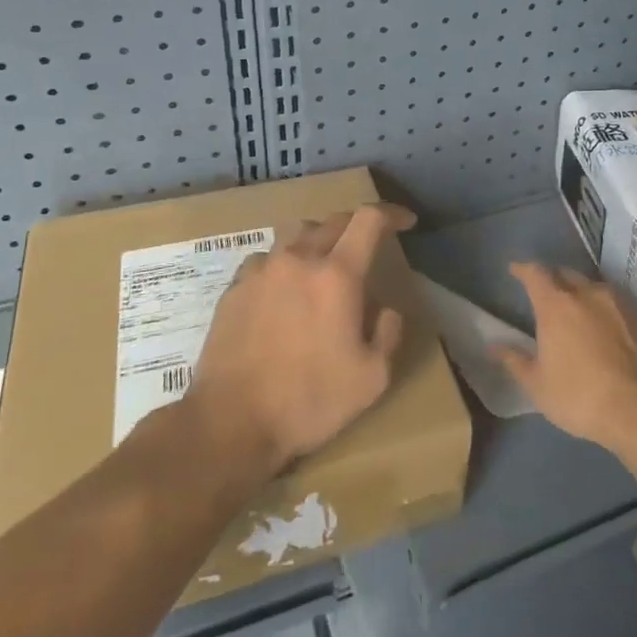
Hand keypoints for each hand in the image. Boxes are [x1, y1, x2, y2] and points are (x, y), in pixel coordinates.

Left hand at [183, 204, 413, 474]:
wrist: (230, 422)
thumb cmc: (309, 400)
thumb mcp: (372, 377)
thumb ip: (388, 332)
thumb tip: (383, 309)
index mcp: (337, 275)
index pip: (369, 219)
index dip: (391, 213)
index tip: (405, 222)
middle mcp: (298, 260)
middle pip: (333, 221)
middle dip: (357, 225)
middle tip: (369, 244)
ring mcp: (261, 271)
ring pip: (296, 234)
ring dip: (318, 240)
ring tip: (325, 263)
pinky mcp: (234, 289)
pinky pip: (266, 259)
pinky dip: (284, 263)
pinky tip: (285, 289)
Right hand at [496, 262, 636, 453]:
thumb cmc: (579, 396)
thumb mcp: (538, 385)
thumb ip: (514, 360)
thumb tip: (493, 347)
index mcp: (555, 304)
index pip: (535, 273)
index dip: (523, 269)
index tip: (515, 270)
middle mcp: (586, 292)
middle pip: (564, 274)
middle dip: (551, 278)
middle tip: (543, 293)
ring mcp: (615, 301)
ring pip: (591, 285)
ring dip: (578, 290)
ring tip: (573, 308)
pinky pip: (612, 299)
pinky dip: (600, 304)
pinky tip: (600, 321)